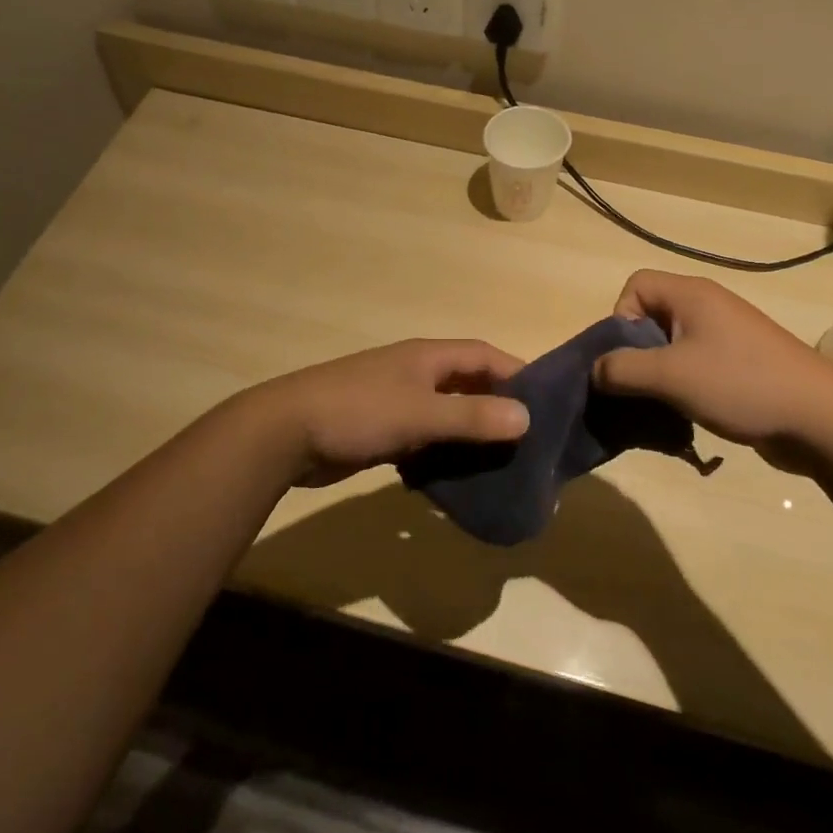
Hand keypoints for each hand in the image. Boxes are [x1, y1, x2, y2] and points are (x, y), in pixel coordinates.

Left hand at [253, 339, 528, 486]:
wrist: (285, 432)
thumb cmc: (358, 412)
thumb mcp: (421, 414)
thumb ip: (472, 417)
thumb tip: (526, 417)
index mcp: (428, 357)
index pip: (485, 355)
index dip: (517, 372)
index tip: (547, 401)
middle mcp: (415, 373)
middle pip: (467, 384)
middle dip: (497, 407)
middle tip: (529, 439)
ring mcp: (396, 401)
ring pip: (446, 414)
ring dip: (469, 434)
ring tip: (501, 464)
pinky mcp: (380, 430)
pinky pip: (423, 438)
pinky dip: (441, 453)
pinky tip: (455, 478)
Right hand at [591, 270, 832, 461]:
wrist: (821, 418)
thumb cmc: (740, 384)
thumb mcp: (670, 376)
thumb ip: (621, 370)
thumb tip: (595, 371)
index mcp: (691, 295)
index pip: (636, 285)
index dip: (620, 317)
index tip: (628, 357)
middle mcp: (708, 306)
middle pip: (651, 316)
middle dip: (636, 352)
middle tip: (639, 386)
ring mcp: (727, 336)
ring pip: (671, 345)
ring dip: (658, 374)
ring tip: (661, 405)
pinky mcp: (740, 364)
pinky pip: (695, 365)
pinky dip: (682, 386)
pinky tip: (687, 414)